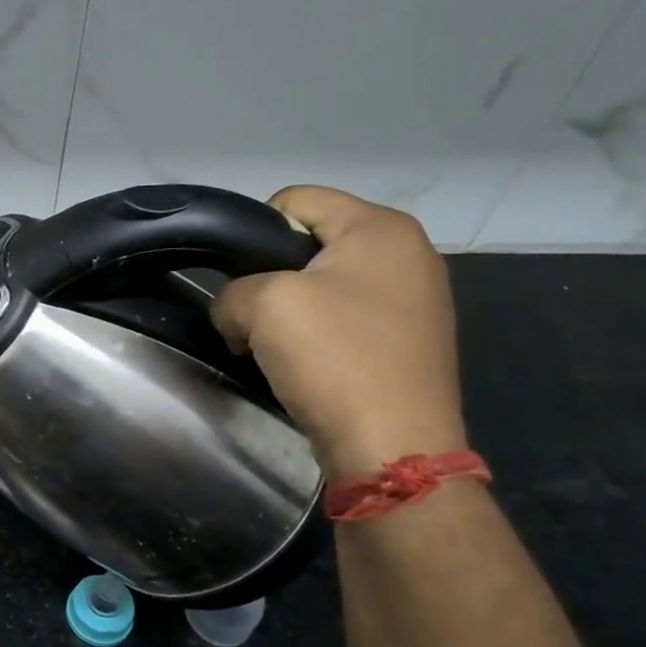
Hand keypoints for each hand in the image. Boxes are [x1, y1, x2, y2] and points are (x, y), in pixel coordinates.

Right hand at [211, 186, 465, 478]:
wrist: (392, 446)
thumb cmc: (334, 358)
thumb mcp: (262, 305)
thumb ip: (232, 291)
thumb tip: (236, 313)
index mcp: (381, 228)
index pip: (296, 200)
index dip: (253, 232)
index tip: (238, 279)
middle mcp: (407, 254)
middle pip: (308, 245)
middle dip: (269, 278)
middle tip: (250, 319)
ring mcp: (413, 302)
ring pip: (321, 287)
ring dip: (287, 313)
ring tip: (272, 349)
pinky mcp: (407, 343)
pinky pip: (342, 321)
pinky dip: (314, 338)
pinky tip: (303, 367)